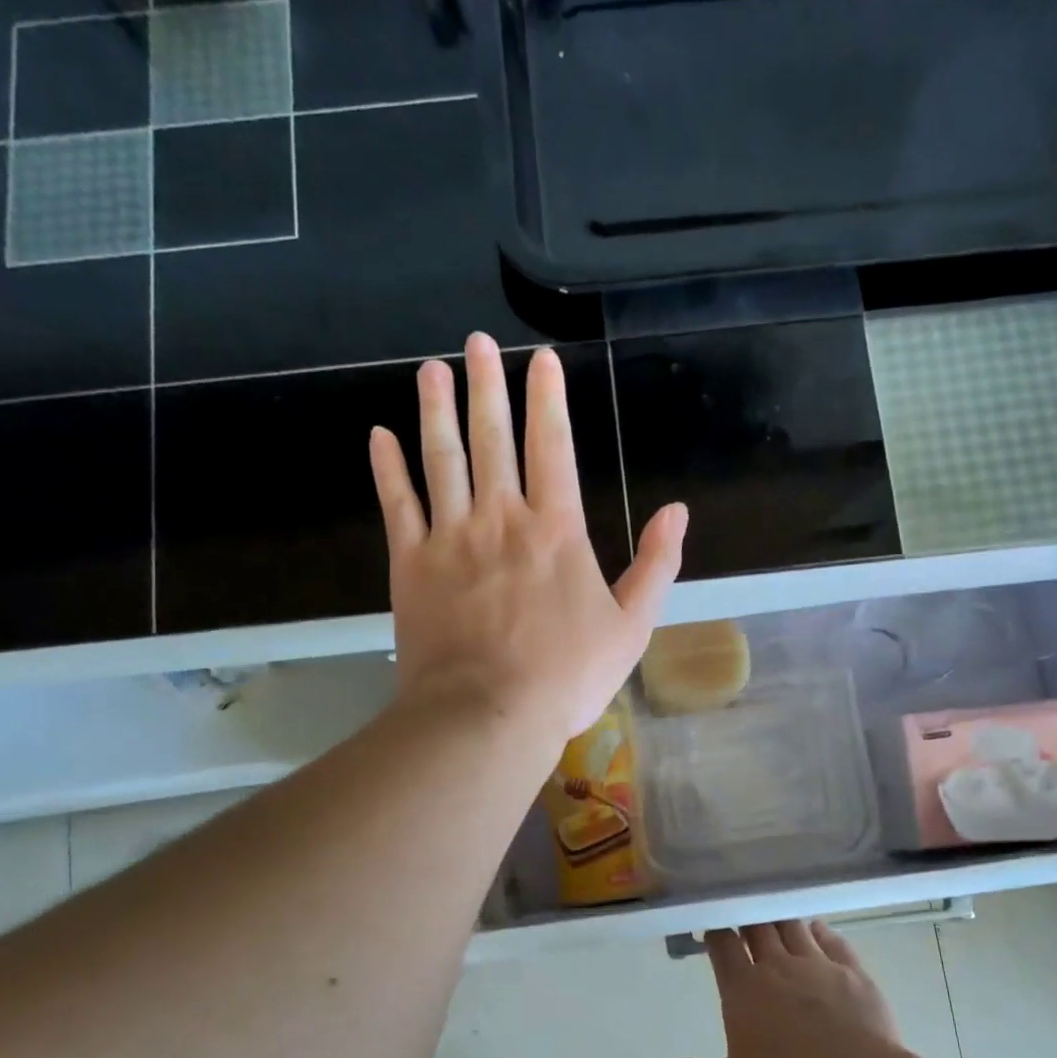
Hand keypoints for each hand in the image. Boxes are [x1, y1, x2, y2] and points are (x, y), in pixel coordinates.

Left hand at [370, 333, 687, 744]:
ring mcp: (450, 538)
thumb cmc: (566, 677)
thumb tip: (677, 512)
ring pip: (441, 458)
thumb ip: (656, 566)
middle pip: (492, 438)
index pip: (553, 446)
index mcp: (556, 530)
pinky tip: (380, 437)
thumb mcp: (631, 628)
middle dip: (488, 386)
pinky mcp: (410, 565)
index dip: (547, 399)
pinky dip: (388, 469)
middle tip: (478, 343)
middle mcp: (500, 518)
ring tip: (433, 370)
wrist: (487, 715)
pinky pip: (397, 505)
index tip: (541, 359)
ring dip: (437, 410)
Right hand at [669, 921, 906, 1057]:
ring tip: (776, 921)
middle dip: (748, 920)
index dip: (716, 932)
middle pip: (758, 927)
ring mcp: (819, 966)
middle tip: (743, 920)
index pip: (723, 944)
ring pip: (794, 927)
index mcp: (743, 989)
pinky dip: (821, 932)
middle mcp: (778, 967)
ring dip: (782, 921)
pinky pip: (834, 941)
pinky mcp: (854, 974)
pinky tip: (818, 931)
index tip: (713, 930)